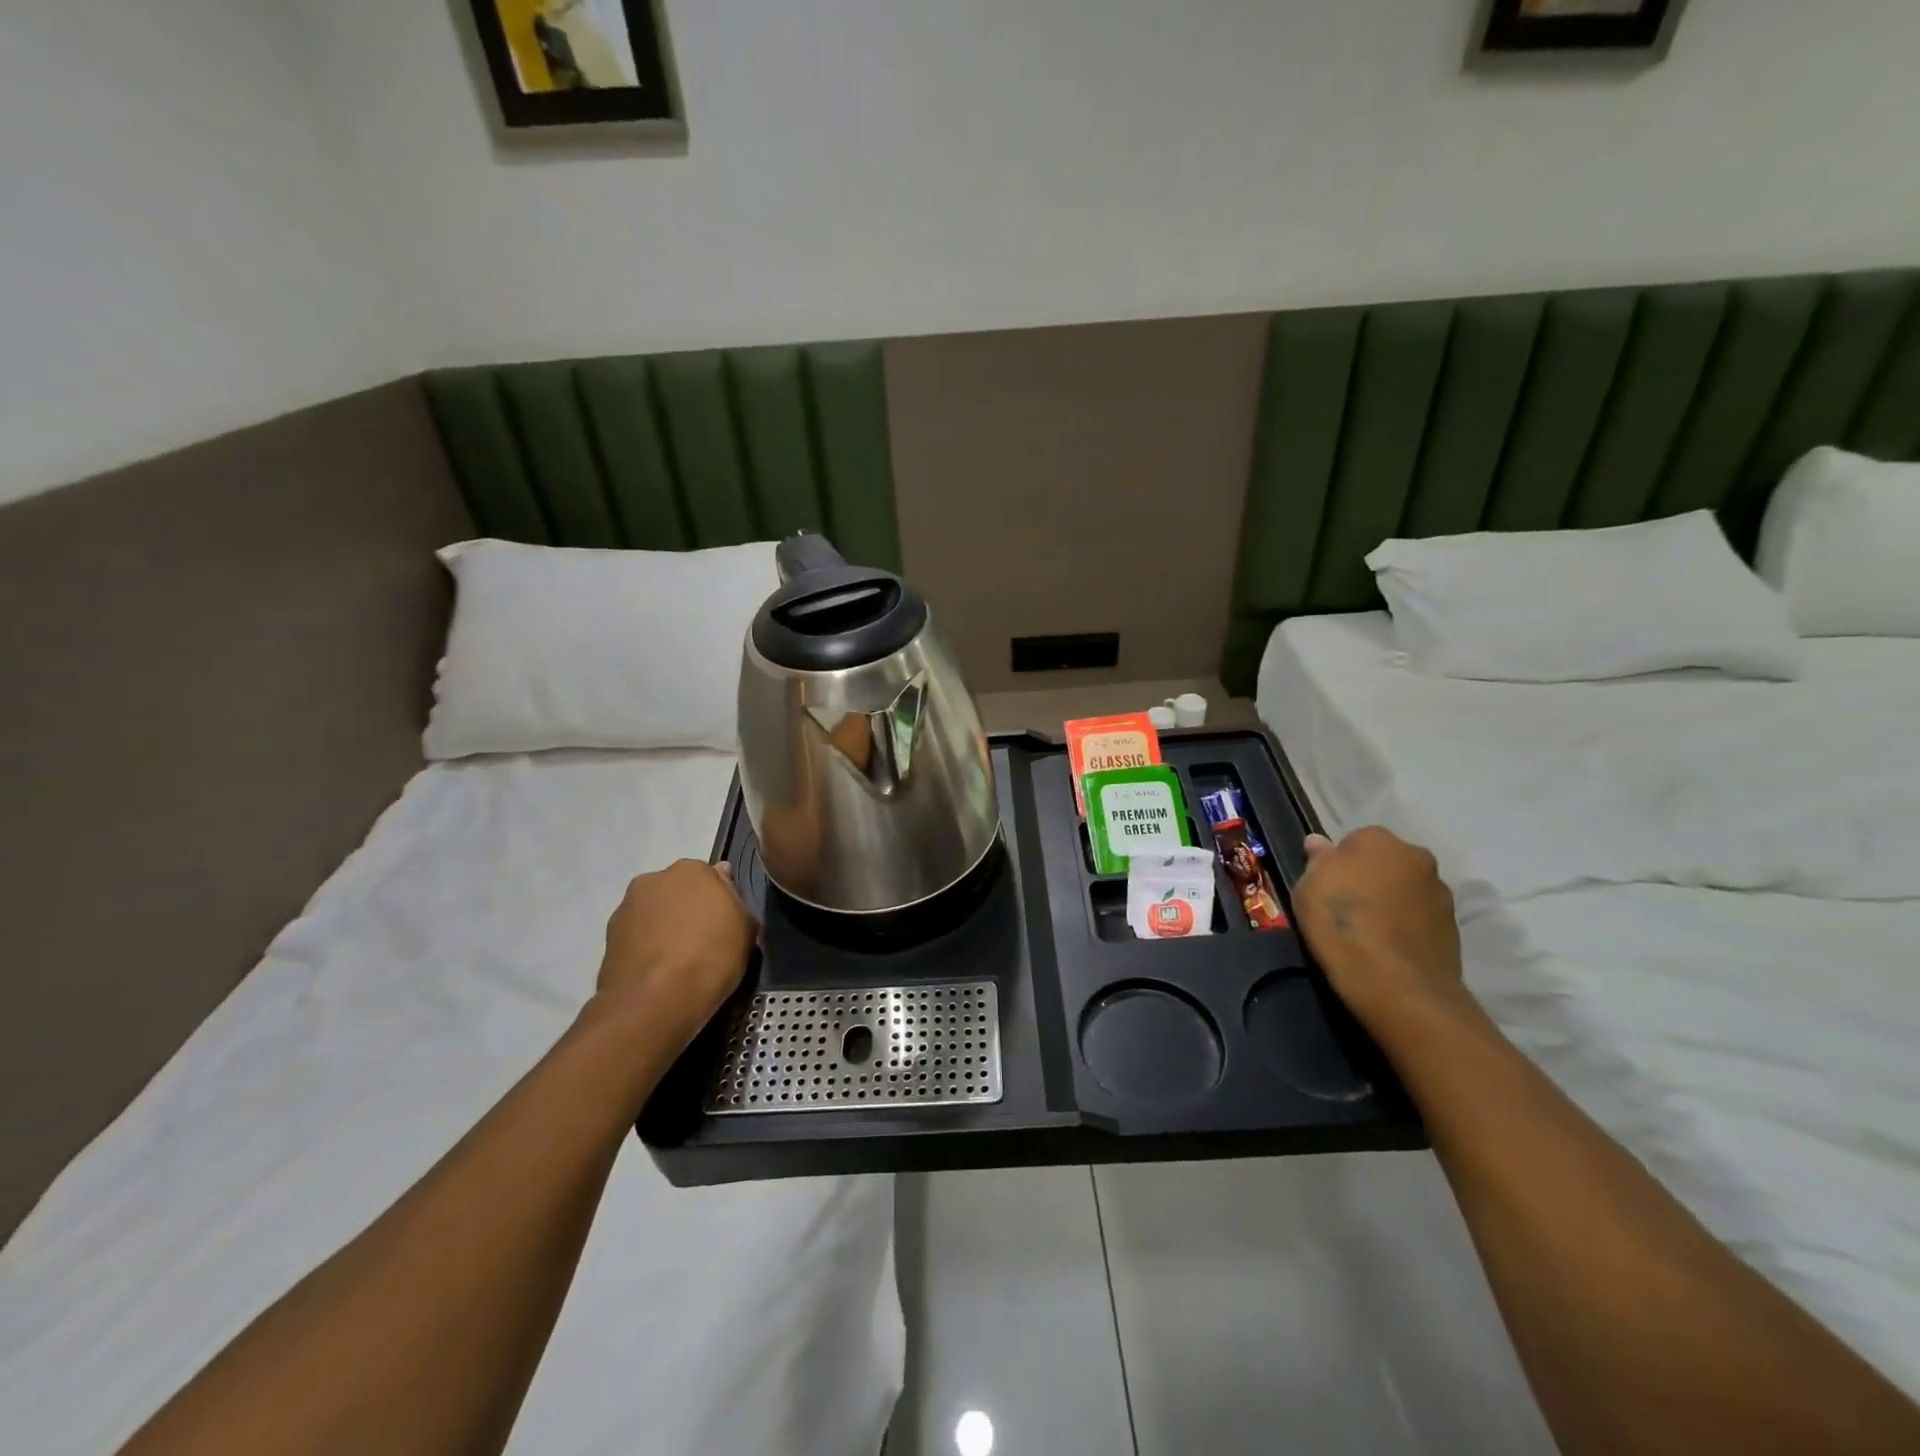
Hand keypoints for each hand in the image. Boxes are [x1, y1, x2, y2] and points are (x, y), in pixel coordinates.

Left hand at [593, 859, 757, 1046]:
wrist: (654, 1002)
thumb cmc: (711, 957)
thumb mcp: (746, 929)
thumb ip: (736, 901)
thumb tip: (724, 884)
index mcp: (692, 869)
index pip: (713, 878)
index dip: (721, 902)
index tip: (726, 925)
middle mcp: (654, 879)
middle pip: (679, 891)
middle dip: (689, 910)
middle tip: (703, 941)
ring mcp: (626, 908)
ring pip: (654, 913)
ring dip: (664, 928)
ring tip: (678, 962)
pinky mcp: (607, 938)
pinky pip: (637, 937)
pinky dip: (646, 948)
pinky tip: (658, 973)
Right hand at [1293, 827, 1464, 1035]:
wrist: (1398, 983)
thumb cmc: (1341, 925)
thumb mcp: (1308, 889)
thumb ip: (1317, 861)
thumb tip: (1318, 842)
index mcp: (1377, 839)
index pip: (1353, 842)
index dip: (1338, 865)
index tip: (1328, 889)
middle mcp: (1415, 856)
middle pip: (1385, 861)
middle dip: (1371, 878)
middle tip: (1349, 907)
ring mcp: (1440, 891)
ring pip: (1406, 888)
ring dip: (1392, 901)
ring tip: (1371, 931)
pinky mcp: (1454, 924)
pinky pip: (1422, 916)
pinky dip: (1408, 924)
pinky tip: (1390, 946)